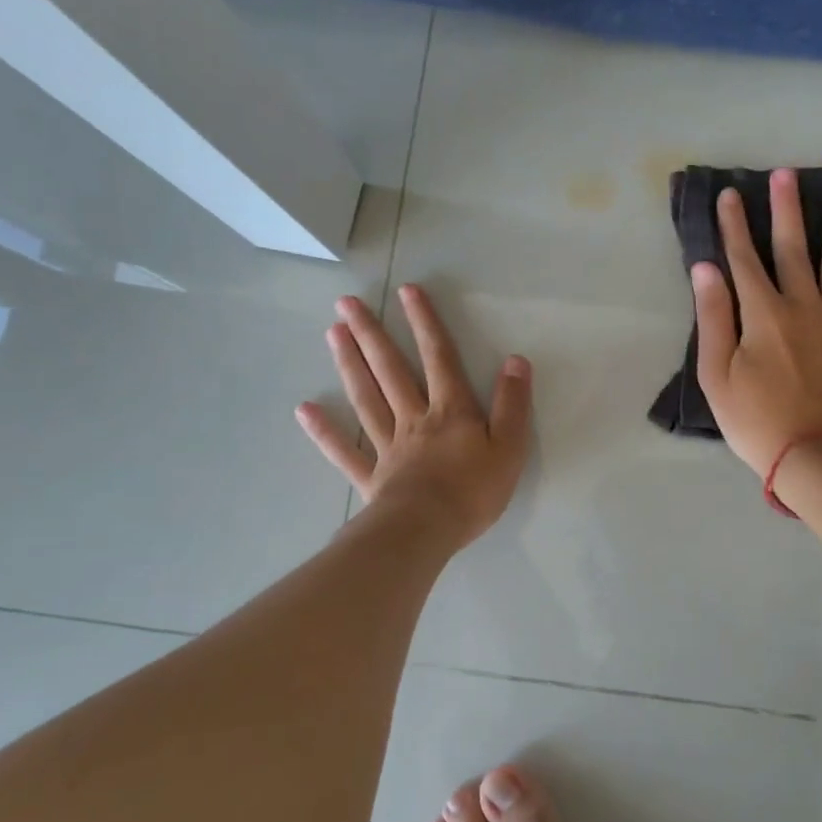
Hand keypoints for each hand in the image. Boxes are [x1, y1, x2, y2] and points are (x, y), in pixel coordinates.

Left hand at [296, 284, 531, 549]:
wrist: (428, 530)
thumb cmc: (474, 491)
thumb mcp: (510, 447)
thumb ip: (512, 404)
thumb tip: (516, 361)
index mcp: (451, 411)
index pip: (439, 358)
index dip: (425, 323)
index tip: (407, 290)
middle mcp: (415, 419)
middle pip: (391, 370)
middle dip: (372, 333)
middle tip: (346, 303)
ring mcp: (388, 446)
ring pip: (366, 398)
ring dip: (349, 365)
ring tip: (332, 334)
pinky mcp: (371, 475)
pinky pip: (344, 450)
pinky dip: (324, 431)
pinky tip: (304, 410)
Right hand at [691, 170, 821, 475]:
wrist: (816, 457)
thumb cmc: (756, 421)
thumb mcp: (716, 376)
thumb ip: (712, 319)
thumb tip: (706, 269)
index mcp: (763, 315)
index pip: (744, 260)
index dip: (734, 226)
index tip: (729, 194)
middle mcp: (803, 307)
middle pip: (793, 250)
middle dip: (786, 210)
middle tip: (786, 174)